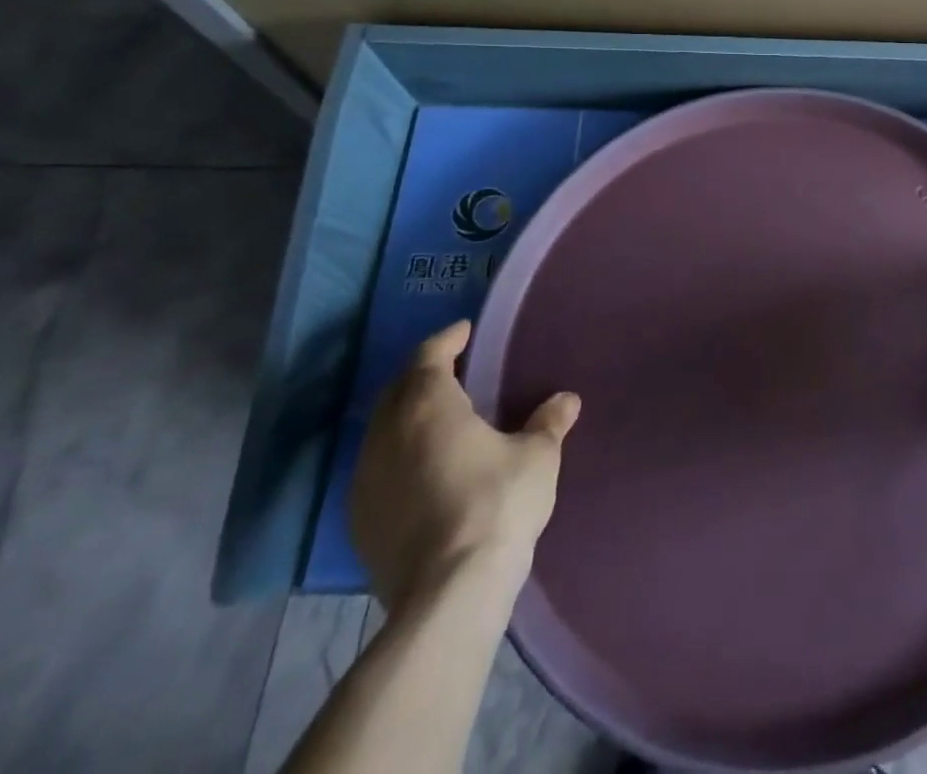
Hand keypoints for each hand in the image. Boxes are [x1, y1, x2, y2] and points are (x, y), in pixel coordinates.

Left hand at [349, 321, 580, 613]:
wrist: (448, 595)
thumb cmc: (497, 505)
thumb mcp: (538, 457)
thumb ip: (549, 422)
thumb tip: (565, 400)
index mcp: (428, 406)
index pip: (429, 356)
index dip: (448, 340)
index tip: (465, 332)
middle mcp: (387, 435)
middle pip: (398, 390)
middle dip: (424, 374)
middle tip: (456, 371)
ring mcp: (366, 480)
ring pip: (382, 431)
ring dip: (407, 416)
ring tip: (441, 419)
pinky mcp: (360, 522)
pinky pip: (377, 469)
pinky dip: (398, 455)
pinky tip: (423, 469)